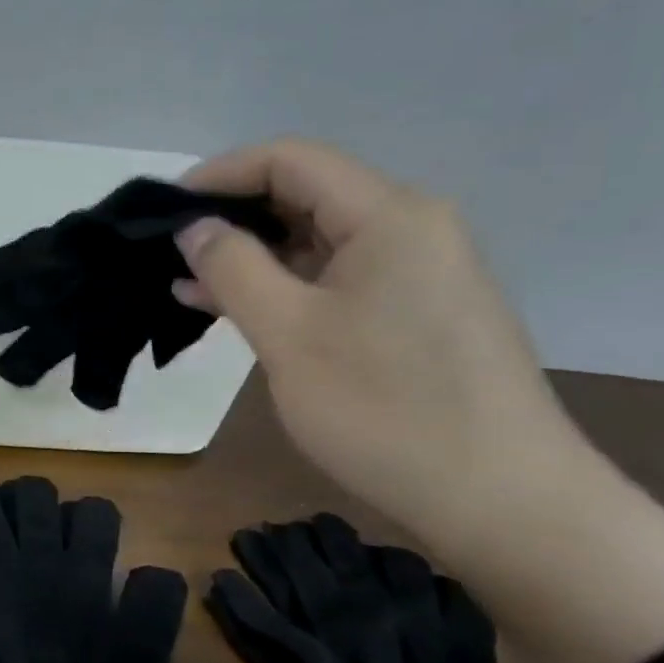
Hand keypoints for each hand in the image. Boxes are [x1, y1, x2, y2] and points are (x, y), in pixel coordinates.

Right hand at [174, 139, 582, 553]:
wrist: (501, 501)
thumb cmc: (385, 409)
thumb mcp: (288, 334)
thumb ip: (233, 268)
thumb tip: (195, 228)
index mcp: (388, 216)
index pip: (289, 161)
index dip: (218, 175)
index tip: (162, 212)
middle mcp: (409, 229)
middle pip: (304, 196)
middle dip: (230, 218)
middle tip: (166, 253)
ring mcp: (415, 273)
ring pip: (314, 242)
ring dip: (249, 258)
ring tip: (184, 286)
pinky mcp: (412, 314)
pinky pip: (333, 280)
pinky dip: (281, 288)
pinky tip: (231, 311)